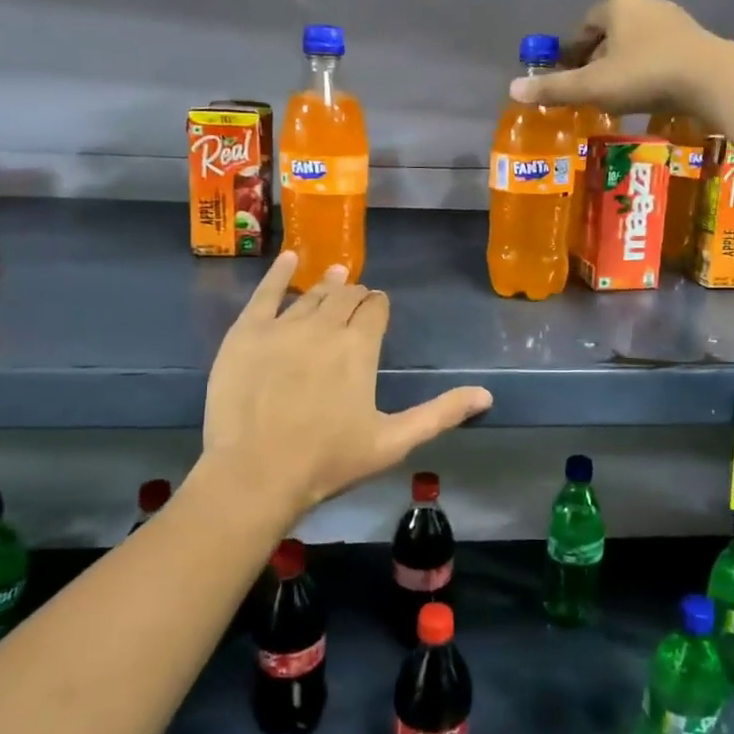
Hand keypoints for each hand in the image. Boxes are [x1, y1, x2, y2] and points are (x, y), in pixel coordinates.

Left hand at [202, 253, 492, 521]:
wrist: (254, 474)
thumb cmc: (328, 461)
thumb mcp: (393, 442)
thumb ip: (440, 413)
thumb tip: (487, 394)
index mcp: (359, 347)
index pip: (375, 309)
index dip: (379, 306)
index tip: (379, 309)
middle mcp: (324, 327)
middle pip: (345, 297)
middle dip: (355, 294)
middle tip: (357, 297)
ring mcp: (282, 327)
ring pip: (310, 295)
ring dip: (326, 284)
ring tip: (335, 274)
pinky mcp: (246, 333)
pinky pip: (265, 293)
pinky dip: (279, 273)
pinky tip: (289, 259)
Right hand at [509, 0, 724, 114]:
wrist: (713, 80)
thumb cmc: (645, 76)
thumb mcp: (593, 86)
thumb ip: (555, 88)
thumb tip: (513, 89)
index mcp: (618, 5)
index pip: (584, 24)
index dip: (571, 50)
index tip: (566, 75)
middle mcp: (647, 4)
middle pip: (611, 32)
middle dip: (597, 59)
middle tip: (588, 89)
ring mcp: (676, 21)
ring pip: (637, 44)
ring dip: (623, 66)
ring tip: (616, 96)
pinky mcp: (696, 42)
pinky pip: (660, 55)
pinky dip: (648, 72)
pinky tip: (648, 95)